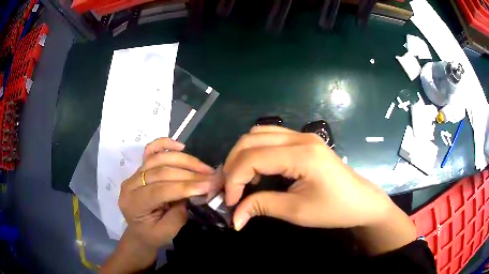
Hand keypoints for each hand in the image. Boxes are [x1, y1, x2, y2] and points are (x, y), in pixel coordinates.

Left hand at [118, 138, 214, 248]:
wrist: (140, 232)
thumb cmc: (153, 235)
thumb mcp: (168, 231)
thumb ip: (179, 212)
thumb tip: (197, 191)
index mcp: (133, 204)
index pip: (160, 190)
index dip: (185, 186)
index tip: (209, 185)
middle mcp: (130, 184)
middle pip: (160, 171)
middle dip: (189, 174)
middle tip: (212, 177)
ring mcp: (134, 174)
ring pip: (158, 158)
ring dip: (184, 161)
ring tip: (204, 167)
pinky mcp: (140, 168)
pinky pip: (151, 150)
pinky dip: (165, 144)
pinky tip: (180, 146)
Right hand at [223, 126, 393, 230]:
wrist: (361, 201)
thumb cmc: (334, 209)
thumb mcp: (297, 211)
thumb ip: (262, 206)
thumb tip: (234, 218)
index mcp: (302, 154)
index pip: (253, 157)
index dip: (234, 179)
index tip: (231, 202)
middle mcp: (300, 137)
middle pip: (250, 139)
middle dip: (233, 164)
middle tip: (230, 190)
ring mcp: (303, 136)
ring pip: (258, 133)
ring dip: (242, 155)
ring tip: (240, 180)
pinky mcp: (304, 141)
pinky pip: (270, 137)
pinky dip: (255, 151)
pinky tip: (257, 170)